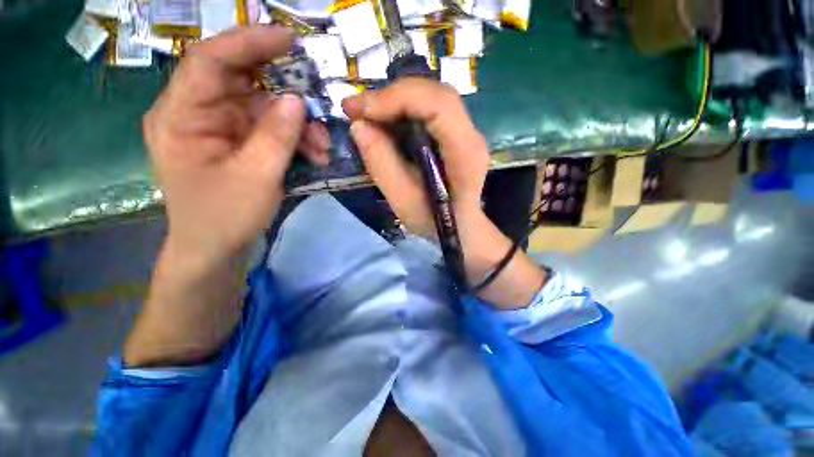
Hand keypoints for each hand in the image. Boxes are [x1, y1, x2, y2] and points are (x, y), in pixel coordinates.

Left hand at [144, 26, 329, 264]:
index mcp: (181, 117)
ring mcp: (221, 129)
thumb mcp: (255, 177)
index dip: (249, 44)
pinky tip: (314, 156)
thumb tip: (297, 100)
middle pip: (244, 85)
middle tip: (317, 108)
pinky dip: (295, 140)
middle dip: (286, 99)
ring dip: (299, 127)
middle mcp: (198, 114)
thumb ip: (276, 136)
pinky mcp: (239, 144)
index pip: (209, 62)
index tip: (289, 40)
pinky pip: (270, 131)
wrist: (216, 249)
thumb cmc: (224, 217)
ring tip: (322, 149)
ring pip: (265, 112)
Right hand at [343, 79, 547, 306]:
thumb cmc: (436, 223)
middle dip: (390, 95)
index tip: (358, 111)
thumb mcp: (404, 202)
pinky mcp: (455, 134)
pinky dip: (401, 109)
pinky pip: (427, 110)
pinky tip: (384, 121)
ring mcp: (465, 132)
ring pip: (429, 97)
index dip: (396, 98)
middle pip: (434, 93)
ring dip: (394, 100)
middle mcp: (471, 134)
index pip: (437, 104)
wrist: (462, 229)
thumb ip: (382, 164)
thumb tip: (360, 125)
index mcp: (464, 152)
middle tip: (355, 109)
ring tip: (365, 114)